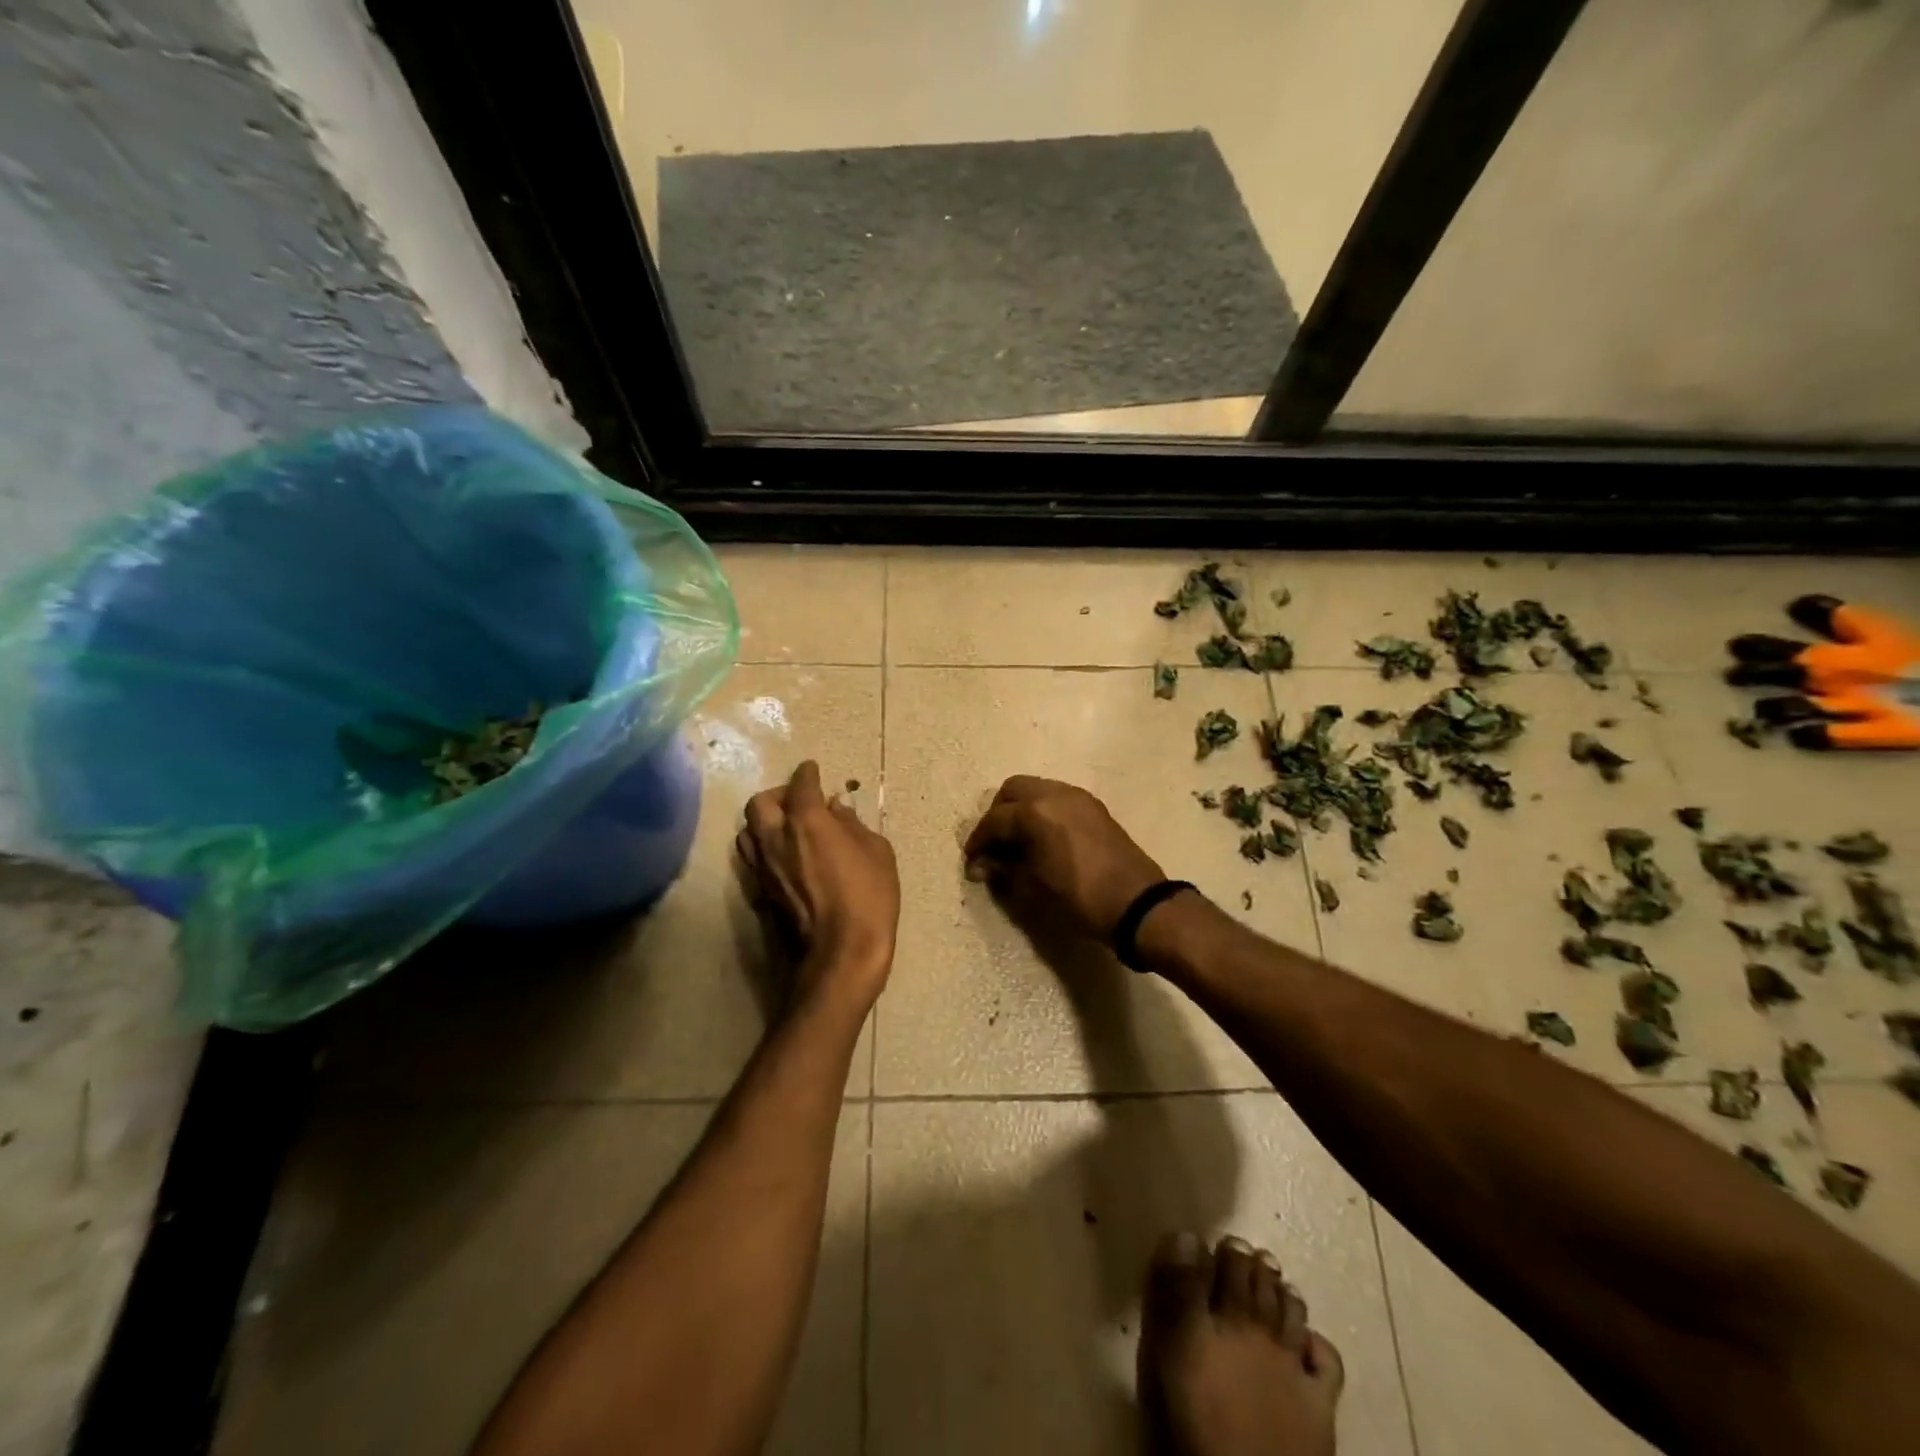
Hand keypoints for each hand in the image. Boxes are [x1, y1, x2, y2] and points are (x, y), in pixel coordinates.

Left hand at [737, 761, 898, 1010]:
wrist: (841, 953)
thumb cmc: (868, 897)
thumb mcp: (877, 852)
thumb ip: (853, 825)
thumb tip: (836, 809)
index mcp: (807, 821)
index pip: (801, 785)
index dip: (807, 773)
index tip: (812, 770)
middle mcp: (776, 837)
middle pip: (760, 803)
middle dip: (778, 795)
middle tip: (798, 801)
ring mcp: (763, 867)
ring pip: (747, 831)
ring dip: (764, 822)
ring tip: (786, 828)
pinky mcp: (759, 891)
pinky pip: (752, 858)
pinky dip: (764, 848)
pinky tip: (784, 856)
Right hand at [964, 777, 1166, 941]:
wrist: (1137, 904)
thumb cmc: (1079, 898)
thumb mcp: (1033, 888)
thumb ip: (1004, 871)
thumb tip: (984, 866)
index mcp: (1035, 811)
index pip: (994, 820)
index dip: (978, 842)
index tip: (972, 864)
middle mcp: (1055, 793)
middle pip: (1013, 790)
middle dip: (998, 815)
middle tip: (994, 845)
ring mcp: (1078, 797)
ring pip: (1037, 789)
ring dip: (1021, 810)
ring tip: (1018, 842)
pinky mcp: (1094, 807)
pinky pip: (1058, 798)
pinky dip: (1043, 811)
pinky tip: (1043, 839)